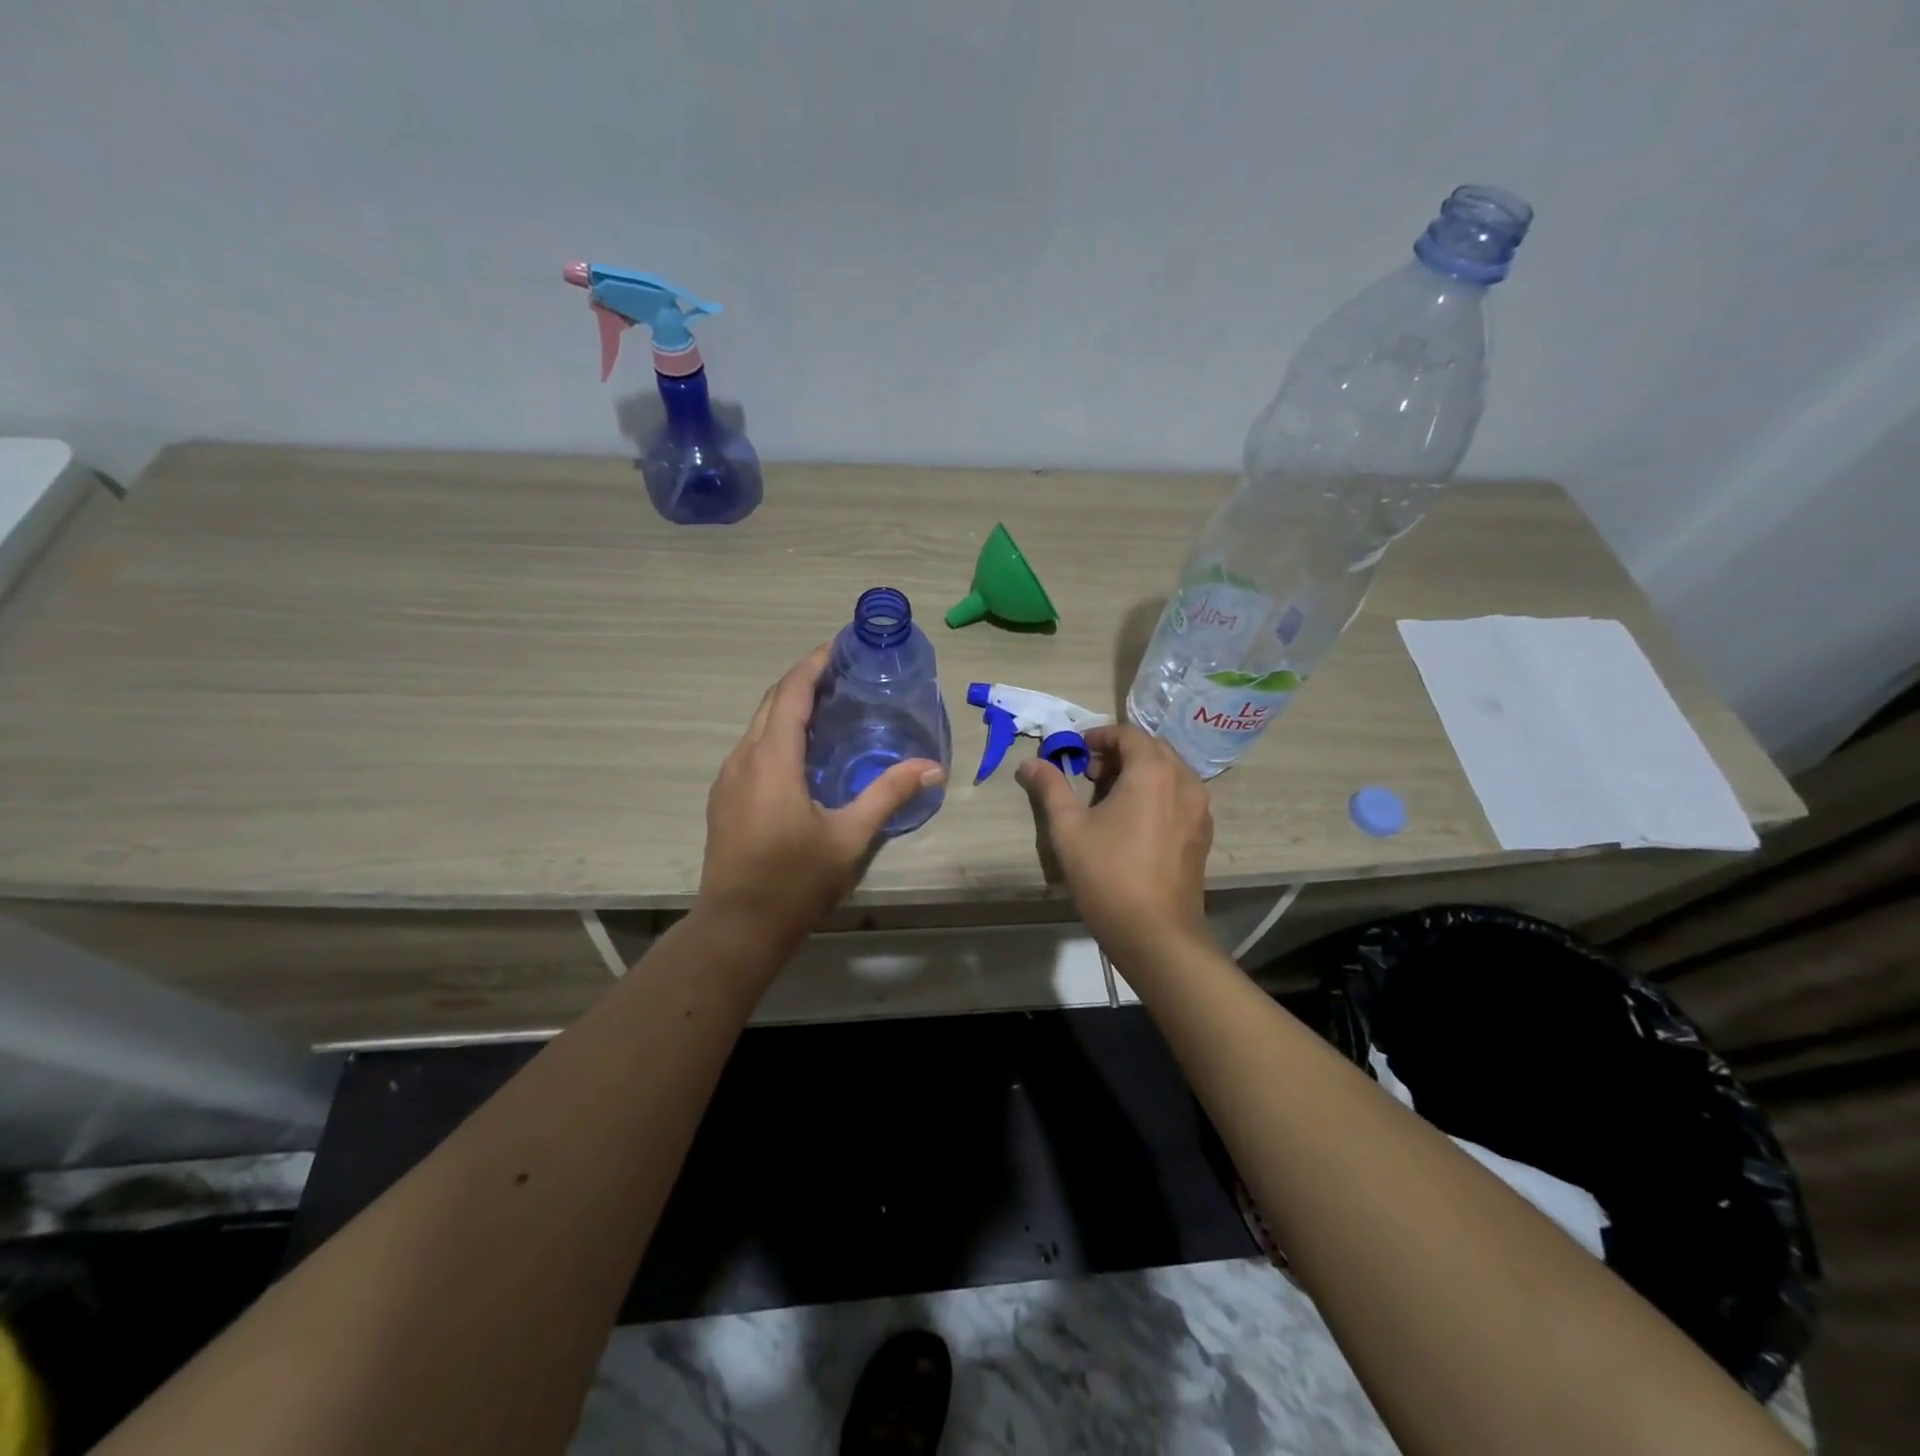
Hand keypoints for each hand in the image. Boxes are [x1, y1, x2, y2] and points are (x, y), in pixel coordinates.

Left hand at [698, 646, 944, 949]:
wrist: (737, 927)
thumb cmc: (795, 880)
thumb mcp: (849, 837)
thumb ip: (888, 795)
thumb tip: (932, 768)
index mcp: (772, 759)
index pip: (790, 693)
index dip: (814, 664)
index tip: (839, 646)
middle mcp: (743, 759)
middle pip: (771, 702)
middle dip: (803, 679)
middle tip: (842, 673)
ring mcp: (728, 779)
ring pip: (758, 725)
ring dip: (788, 707)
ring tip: (828, 707)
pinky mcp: (724, 799)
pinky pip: (752, 749)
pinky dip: (777, 734)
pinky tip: (802, 752)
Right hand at [1016, 724, 1212, 957]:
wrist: (1156, 934)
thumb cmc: (1107, 875)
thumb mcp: (1068, 829)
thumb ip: (1050, 788)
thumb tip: (1030, 763)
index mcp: (1153, 772)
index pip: (1129, 734)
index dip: (1100, 735)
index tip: (1076, 750)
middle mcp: (1185, 781)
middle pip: (1153, 749)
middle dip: (1120, 752)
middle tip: (1089, 772)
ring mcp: (1200, 809)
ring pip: (1170, 772)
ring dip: (1140, 772)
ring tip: (1109, 796)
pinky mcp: (1202, 833)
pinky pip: (1180, 795)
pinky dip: (1157, 792)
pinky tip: (1134, 820)